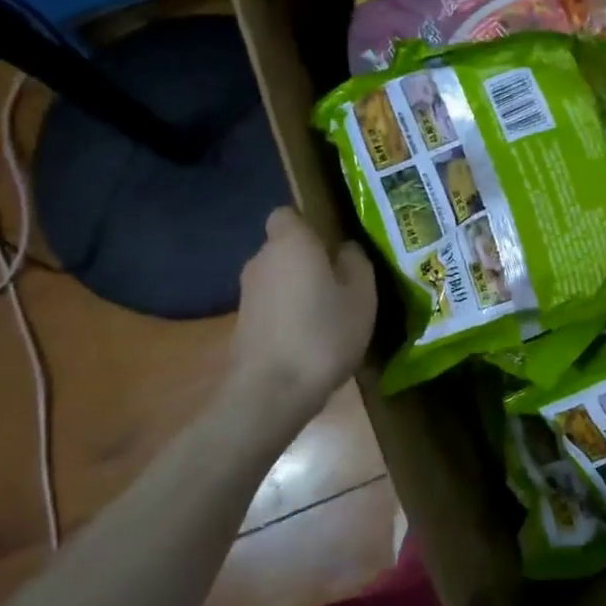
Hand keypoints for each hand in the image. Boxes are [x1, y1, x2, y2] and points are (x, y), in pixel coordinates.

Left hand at [223, 207, 376, 409]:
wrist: (272, 391)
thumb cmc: (324, 332)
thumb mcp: (362, 294)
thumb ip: (356, 263)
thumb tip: (345, 249)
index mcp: (290, 242)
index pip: (288, 214)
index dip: (310, 224)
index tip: (334, 244)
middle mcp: (261, 260)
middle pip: (285, 248)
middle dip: (308, 259)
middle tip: (342, 280)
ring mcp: (247, 294)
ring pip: (279, 278)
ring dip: (299, 288)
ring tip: (331, 312)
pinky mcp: (243, 324)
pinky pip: (273, 305)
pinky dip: (289, 313)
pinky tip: (312, 336)